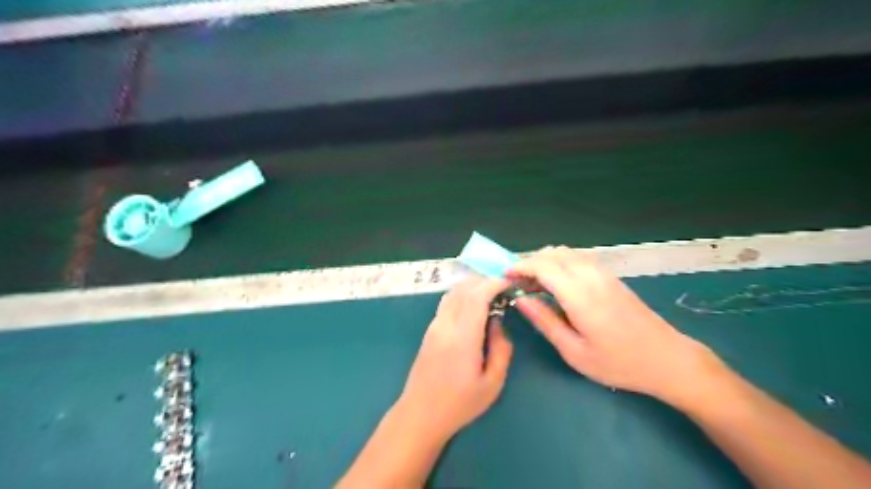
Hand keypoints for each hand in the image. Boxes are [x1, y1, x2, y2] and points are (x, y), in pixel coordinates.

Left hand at [396, 279, 510, 442]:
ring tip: (491, 294)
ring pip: (452, 292)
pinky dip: (462, 295)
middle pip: (463, 288)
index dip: (494, 284)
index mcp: (462, 337)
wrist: (421, 413)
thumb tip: (498, 323)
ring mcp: (434, 325)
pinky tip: (474, 306)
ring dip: (472, 286)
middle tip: (504, 288)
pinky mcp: (429, 330)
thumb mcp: (492, 383)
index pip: (477, 296)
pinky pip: (447, 302)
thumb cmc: (460, 403)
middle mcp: (445, 324)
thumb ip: (501, 349)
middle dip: (485, 281)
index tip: (510, 283)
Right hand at [507, 247, 718, 403]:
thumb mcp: (575, 351)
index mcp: (580, 296)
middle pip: (553, 254)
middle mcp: (591, 276)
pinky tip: (556, 282)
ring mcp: (604, 273)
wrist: (667, 359)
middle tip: (516, 282)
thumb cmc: (618, 363)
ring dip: (545, 261)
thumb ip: (545, 321)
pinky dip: (560, 262)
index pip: (543, 266)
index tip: (504, 276)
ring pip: (566, 252)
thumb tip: (521, 300)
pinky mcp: (611, 276)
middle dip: (529, 262)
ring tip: (533, 283)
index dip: (520, 266)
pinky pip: (578, 258)